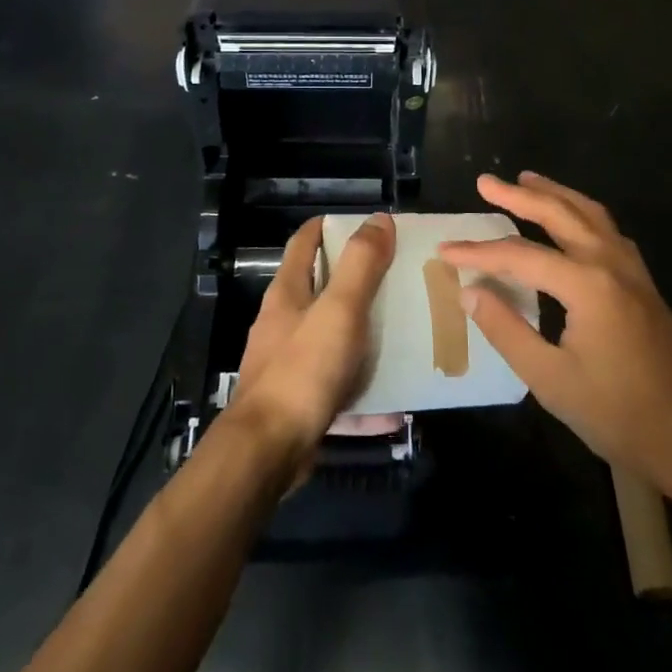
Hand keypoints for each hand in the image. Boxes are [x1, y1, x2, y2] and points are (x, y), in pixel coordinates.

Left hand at [234, 214, 395, 465]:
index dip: (330, 226)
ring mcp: (289, 363)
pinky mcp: (299, 400)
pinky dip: (364, 390)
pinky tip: (395, 404)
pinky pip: (339, 386)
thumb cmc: (302, 370)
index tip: (368, 226)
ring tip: (403, 334)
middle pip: (321, 288)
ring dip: (363, 335)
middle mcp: (284, 322)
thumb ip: (361, 265)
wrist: (267, 452)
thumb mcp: (339, 310)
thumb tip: (379, 219)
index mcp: (288, 292)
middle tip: (398, 277)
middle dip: (357, 281)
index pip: (305, 242)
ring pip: (332, 338)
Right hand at [440, 173, 671, 498]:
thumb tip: (469, 291)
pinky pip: (607, 229)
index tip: (445, 250)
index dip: (479, 253)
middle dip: (519, 195)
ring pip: (589, 213)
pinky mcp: (643, 282)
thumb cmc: (618, 414)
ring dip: (555, 193)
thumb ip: (506, 330)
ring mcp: (633, 270)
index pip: (520, 256)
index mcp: (587, 284)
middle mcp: (611, 263)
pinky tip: (572, 219)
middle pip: (559, 214)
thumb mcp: (551, 380)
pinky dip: (581, 212)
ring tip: (526, 180)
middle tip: (486, 182)